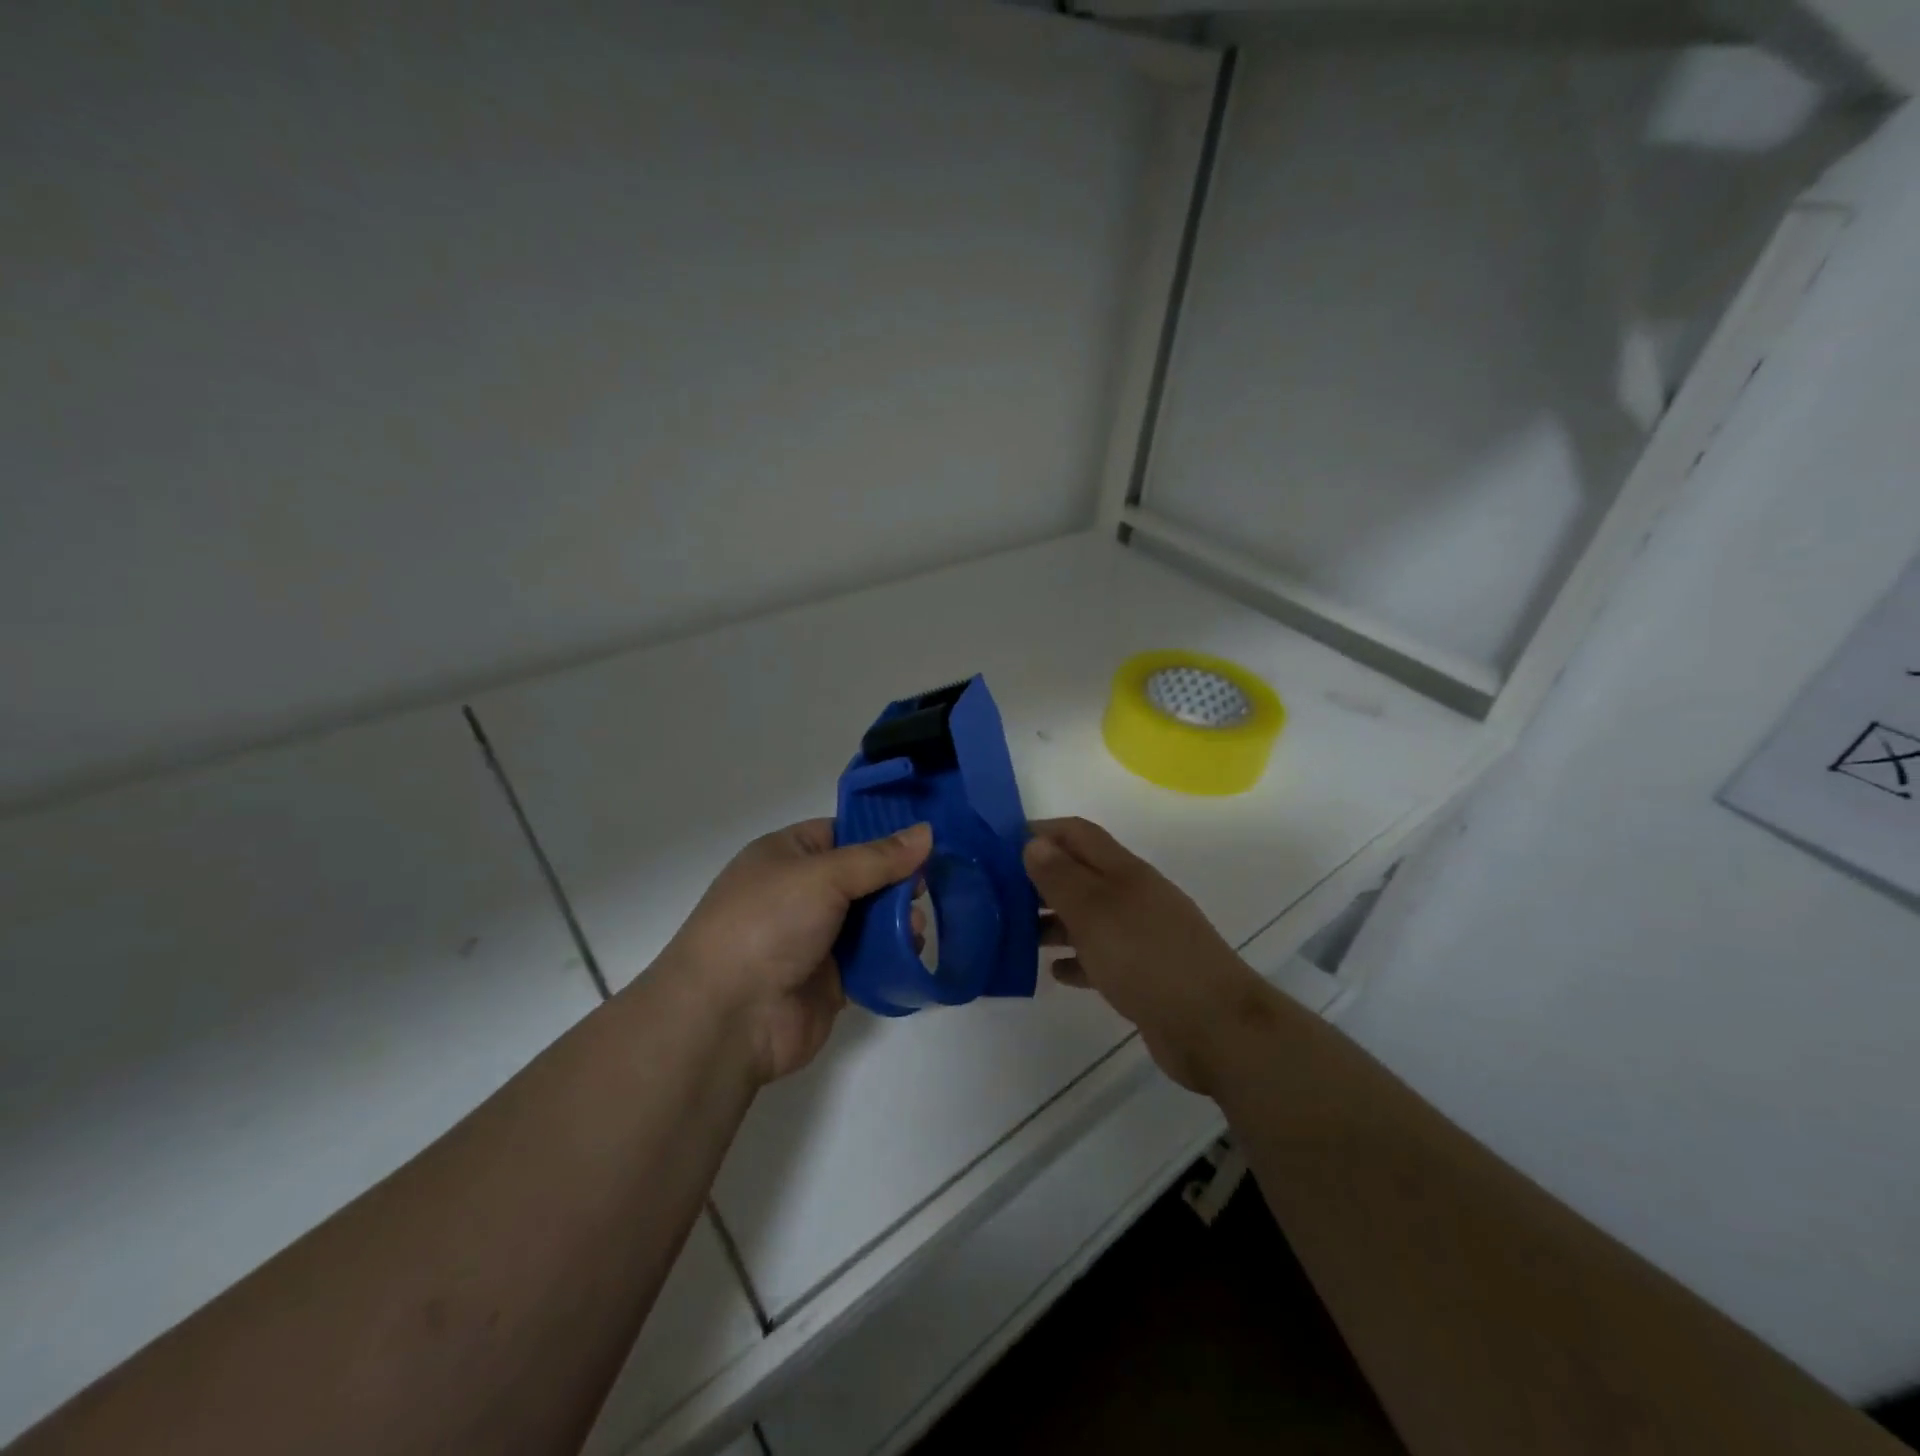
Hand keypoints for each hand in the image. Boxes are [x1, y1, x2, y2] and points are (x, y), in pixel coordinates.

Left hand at [657, 819, 932, 1084]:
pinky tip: (913, 952)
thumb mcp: (823, 875)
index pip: (842, 833)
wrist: (729, 1016)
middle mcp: (801, 893)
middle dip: (898, 881)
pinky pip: (871, 961)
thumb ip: (879, 857)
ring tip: (916, 926)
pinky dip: (893, 956)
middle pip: (862, 878)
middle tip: (926, 888)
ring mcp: (815, 939)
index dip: (881, 834)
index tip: (926, 839)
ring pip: (871, 920)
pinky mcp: (830, 981)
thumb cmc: (768, 924)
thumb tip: (927, 831)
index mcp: (787, 855)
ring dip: (899, 920)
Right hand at [1026, 817, 1272, 1095]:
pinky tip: (1054, 972)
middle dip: (1041, 878)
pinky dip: (1076, 959)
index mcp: (1124, 871)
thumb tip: (1035, 842)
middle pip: (1081, 874)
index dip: (1043, 831)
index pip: (1078, 834)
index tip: (1001, 844)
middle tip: (998, 894)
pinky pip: (1100, 957)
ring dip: (1053, 920)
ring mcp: (1141, 935)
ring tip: (1016, 934)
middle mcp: (1133, 896)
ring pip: (1088, 917)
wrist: (1213, 1026)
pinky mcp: (1144, 973)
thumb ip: (1062, 877)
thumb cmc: (1147, 958)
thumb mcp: (1095, 912)